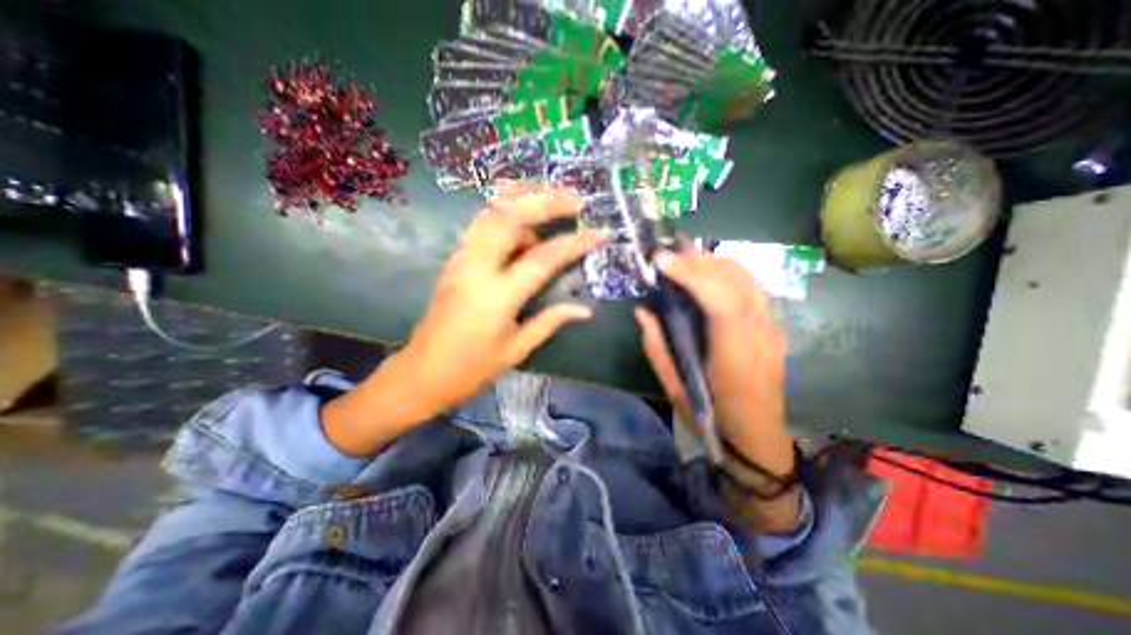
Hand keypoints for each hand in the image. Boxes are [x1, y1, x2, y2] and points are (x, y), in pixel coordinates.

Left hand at [323, 187, 603, 452]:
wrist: (423, 372)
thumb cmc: (472, 368)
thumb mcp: (516, 349)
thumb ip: (550, 322)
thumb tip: (585, 309)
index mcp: (497, 297)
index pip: (542, 259)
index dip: (573, 244)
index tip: (597, 234)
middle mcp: (476, 268)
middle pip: (510, 218)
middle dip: (546, 201)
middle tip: (576, 201)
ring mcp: (460, 259)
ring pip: (491, 213)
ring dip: (523, 199)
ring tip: (553, 200)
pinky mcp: (454, 259)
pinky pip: (481, 224)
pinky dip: (505, 213)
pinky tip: (524, 222)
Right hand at [636, 249, 787, 475]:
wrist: (759, 440)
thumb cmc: (713, 420)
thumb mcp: (675, 389)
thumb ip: (657, 347)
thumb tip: (643, 312)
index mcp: (735, 359)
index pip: (723, 302)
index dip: (693, 275)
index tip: (661, 260)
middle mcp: (761, 337)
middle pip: (738, 281)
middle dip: (699, 260)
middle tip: (668, 254)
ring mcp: (772, 329)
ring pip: (748, 278)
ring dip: (714, 262)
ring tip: (684, 258)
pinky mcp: (773, 327)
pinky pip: (752, 287)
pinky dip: (727, 272)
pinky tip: (706, 273)